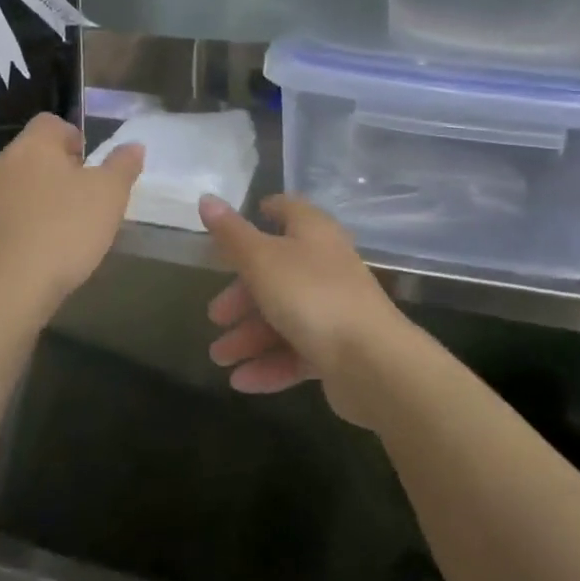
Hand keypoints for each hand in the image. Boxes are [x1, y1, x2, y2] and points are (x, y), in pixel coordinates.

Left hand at [0, 113, 143, 321]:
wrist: (3, 290)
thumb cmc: (63, 231)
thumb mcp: (109, 196)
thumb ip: (122, 166)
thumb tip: (133, 145)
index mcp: (33, 146)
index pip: (50, 123)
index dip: (72, 138)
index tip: (89, 165)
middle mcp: (1, 165)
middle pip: (30, 156)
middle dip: (54, 172)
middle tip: (80, 200)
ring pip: (13, 188)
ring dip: (33, 201)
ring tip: (58, 231)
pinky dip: (15, 229)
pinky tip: (33, 255)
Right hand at [198, 193, 409, 424]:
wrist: (373, 362)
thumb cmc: (311, 295)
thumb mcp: (261, 260)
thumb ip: (231, 233)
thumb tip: (206, 198)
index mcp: (312, 233)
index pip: (286, 211)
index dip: (261, 215)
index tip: (232, 231)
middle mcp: (326, 265)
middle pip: (276, 272)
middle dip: (241, 296)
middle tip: (215, 316)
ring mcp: (335, 308)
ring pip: (284, 316)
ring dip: (249, 336)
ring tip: (220, 359)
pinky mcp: (340, 349)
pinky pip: (297, 351)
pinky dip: (270, 364)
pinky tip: (242, 381)